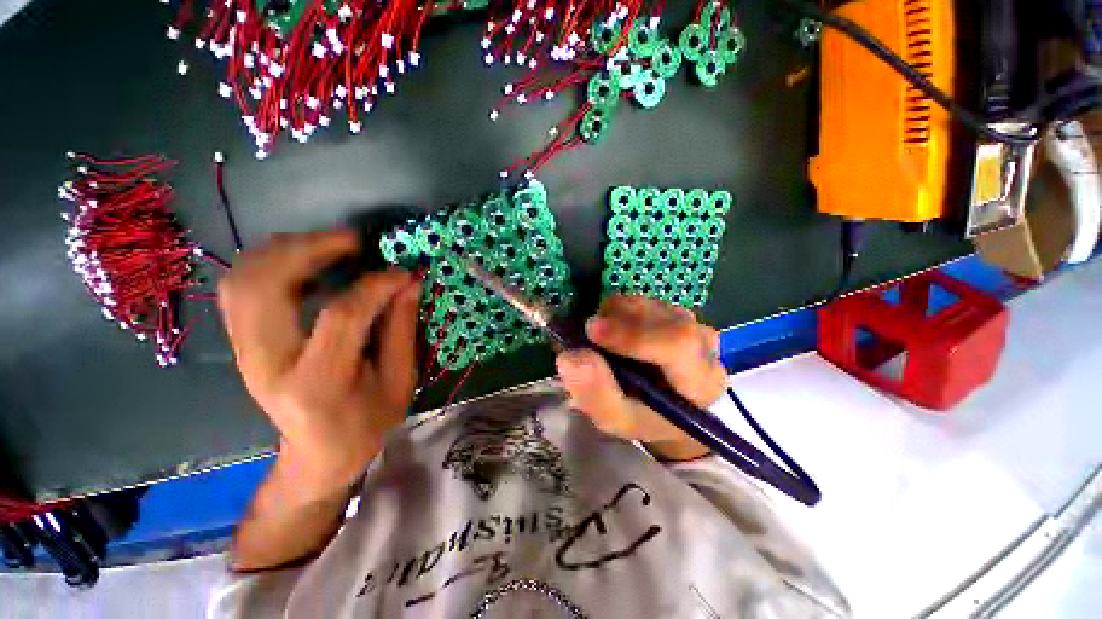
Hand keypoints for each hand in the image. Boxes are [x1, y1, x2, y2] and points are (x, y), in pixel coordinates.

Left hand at [218, 231, 421, 500]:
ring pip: (243, 279)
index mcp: (316, 382)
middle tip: (355, 241)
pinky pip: (240, 286)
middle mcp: (267, 362)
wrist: (319, 452)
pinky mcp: (241, 342)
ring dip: (286, 249)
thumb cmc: (367, 423)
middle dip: (311, 249)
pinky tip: (304, 259)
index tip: (403, 272)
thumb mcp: (399, 381)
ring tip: (331, 244)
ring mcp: (245, 351)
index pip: (339, 317)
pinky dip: (269, 261)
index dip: (375, 286)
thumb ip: (402, 329)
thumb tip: (409, 282)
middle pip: (266, 286)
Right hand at [555, 296, 726, 460]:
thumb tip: (570, 357)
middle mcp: (705, 346)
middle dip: (620, 320)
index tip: (591, 330)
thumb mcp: (615, 418)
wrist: (664, 406)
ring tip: (602, 338)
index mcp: (700, 381)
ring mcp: (693, 323)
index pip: (678, 344)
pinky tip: (614, 330)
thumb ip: (595, 393)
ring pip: (652, 304)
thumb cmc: (643, 417)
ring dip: (617, 315)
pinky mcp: (677, 313)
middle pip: (664, 317)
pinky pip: (646, 301)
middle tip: (589, 333)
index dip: (632, 334)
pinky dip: (621, 310)